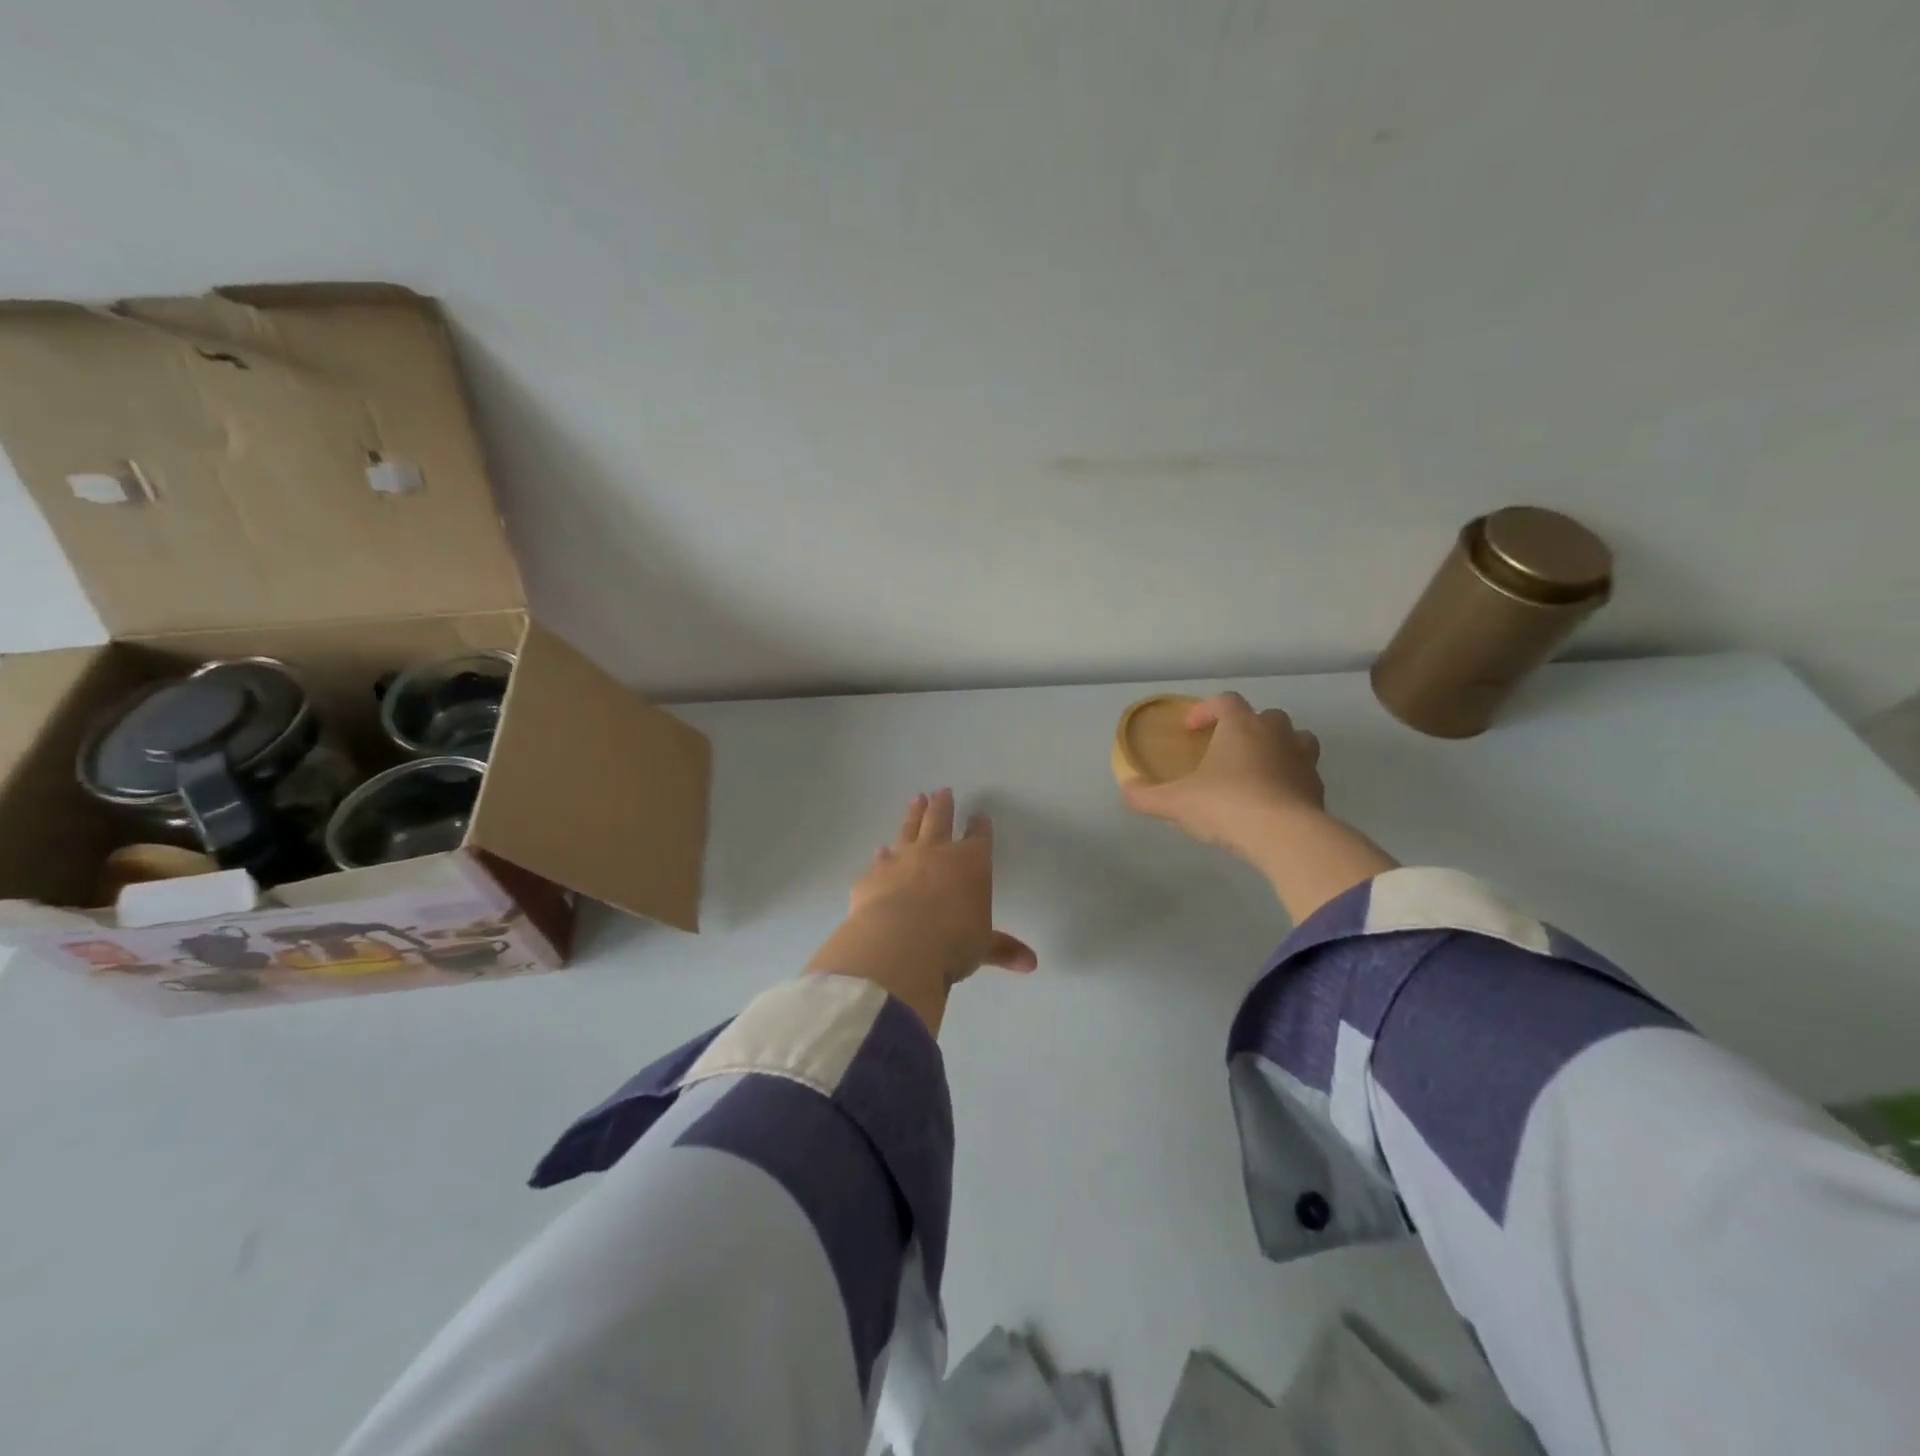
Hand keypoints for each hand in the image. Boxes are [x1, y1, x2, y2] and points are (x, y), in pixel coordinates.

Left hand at [806, 789, 1035, 1034]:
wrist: (898, 944)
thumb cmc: (953, 942)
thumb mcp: (982, 947)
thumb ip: (1002, 950)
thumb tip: (1032, 964)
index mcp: (970, 864)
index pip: (978, 838)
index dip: (980, 827)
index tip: (980, 815)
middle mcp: (935, 853)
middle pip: (939, 820)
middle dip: (943, 805)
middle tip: (942, 790)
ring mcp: (900, 860)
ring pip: (908, 829)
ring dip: (913, 815)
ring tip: (917, 799)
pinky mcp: (872, 877)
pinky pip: (879, 861)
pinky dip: (882, 856)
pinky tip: (880, 852)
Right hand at [1121, 693, 1324, 857]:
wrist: (1284, 835)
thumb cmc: (1225, 805)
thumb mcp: (1175, 803)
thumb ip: (1146, 796)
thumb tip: (1126, 789)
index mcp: (1240, 726)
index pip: (1225, 701)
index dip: (1206, 710)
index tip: (1191, 729)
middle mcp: (1275, 734)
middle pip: (1265, 717)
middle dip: (1246, 727)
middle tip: (1226, 750)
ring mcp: (1302, 759)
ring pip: (1296, 739)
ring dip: (1277, 747)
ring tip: (1257, 770)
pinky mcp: (1318, 788)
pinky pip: (1304, 774)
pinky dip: (1290, 780)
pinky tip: (1273, 801)